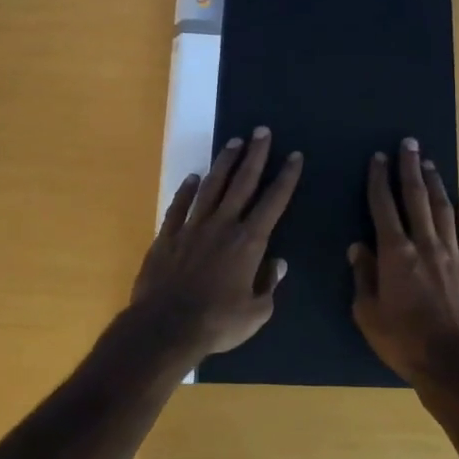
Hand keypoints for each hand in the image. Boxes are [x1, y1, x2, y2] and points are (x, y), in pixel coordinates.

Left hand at [132, 128, 302, 362]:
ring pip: (212, 187)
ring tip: (233, 142)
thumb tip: (278, 264)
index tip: (294, 155)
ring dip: (224, 163)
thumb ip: (269, 287)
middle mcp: (222, 225)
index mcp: (248, 242)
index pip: (273, 202)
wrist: (165, 328)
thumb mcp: (256, 314)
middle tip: (262, 131)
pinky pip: (179, 206)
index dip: (286, 177)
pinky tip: (192, 177)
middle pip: (242, 182)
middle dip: (255, 155)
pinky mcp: (167, 236)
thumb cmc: (216, 323)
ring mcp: (192, 227)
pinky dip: (186, 190)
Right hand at [350, 138, 458, 390]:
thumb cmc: (403, 342)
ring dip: (436, 185)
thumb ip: (363, 277)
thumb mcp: (368, 314)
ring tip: (431, 164)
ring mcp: (454, 257)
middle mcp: (426, 246)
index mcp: (396, 254)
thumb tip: (357, 247)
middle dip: (410, 168)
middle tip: (409, 143)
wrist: (454, 366)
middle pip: (417, 199)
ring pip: (444, 212)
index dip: (379, 180)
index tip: (378, 157)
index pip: (384, 207)